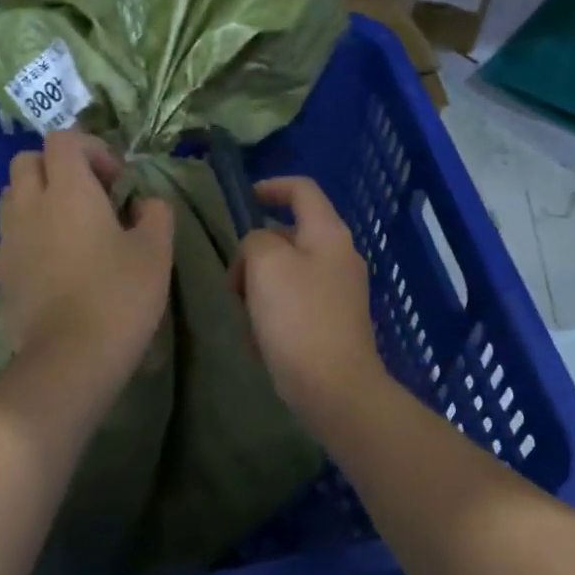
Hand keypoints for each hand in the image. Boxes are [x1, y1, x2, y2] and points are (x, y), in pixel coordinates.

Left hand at [0, 129, 173, 391]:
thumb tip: (145, 203)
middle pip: (28, 160)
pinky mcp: (1, 271)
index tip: (117, 181)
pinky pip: (12, 232)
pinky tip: (58, 262)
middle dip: (58, 167)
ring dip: (40, 197)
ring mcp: (9, 238)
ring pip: (14, 195)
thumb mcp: (156, 252)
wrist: (69, 358)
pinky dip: (31, 231)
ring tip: (72, 227)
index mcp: (68, 190)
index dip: (93, 149)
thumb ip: (155, 213)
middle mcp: (30, 204)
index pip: (64, 139)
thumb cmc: (119, 297)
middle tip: (91, 197)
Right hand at [232, 177, 385, 422]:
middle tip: (235, 282)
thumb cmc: (298, 318)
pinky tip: (261, 341)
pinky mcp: (332, 323)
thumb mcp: (265, 264)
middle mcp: (339, 257)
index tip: (245, 200)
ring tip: (247, 318)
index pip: (302, 190)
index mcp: (328, 234)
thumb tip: (260, 249)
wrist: (333, 388)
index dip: (271, 186)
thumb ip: (256, 240)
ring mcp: (338, 292)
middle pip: (288, 236)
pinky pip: (293, 304)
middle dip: (255, 254)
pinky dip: (272, 314)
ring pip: (286, 274)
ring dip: (259, 289)